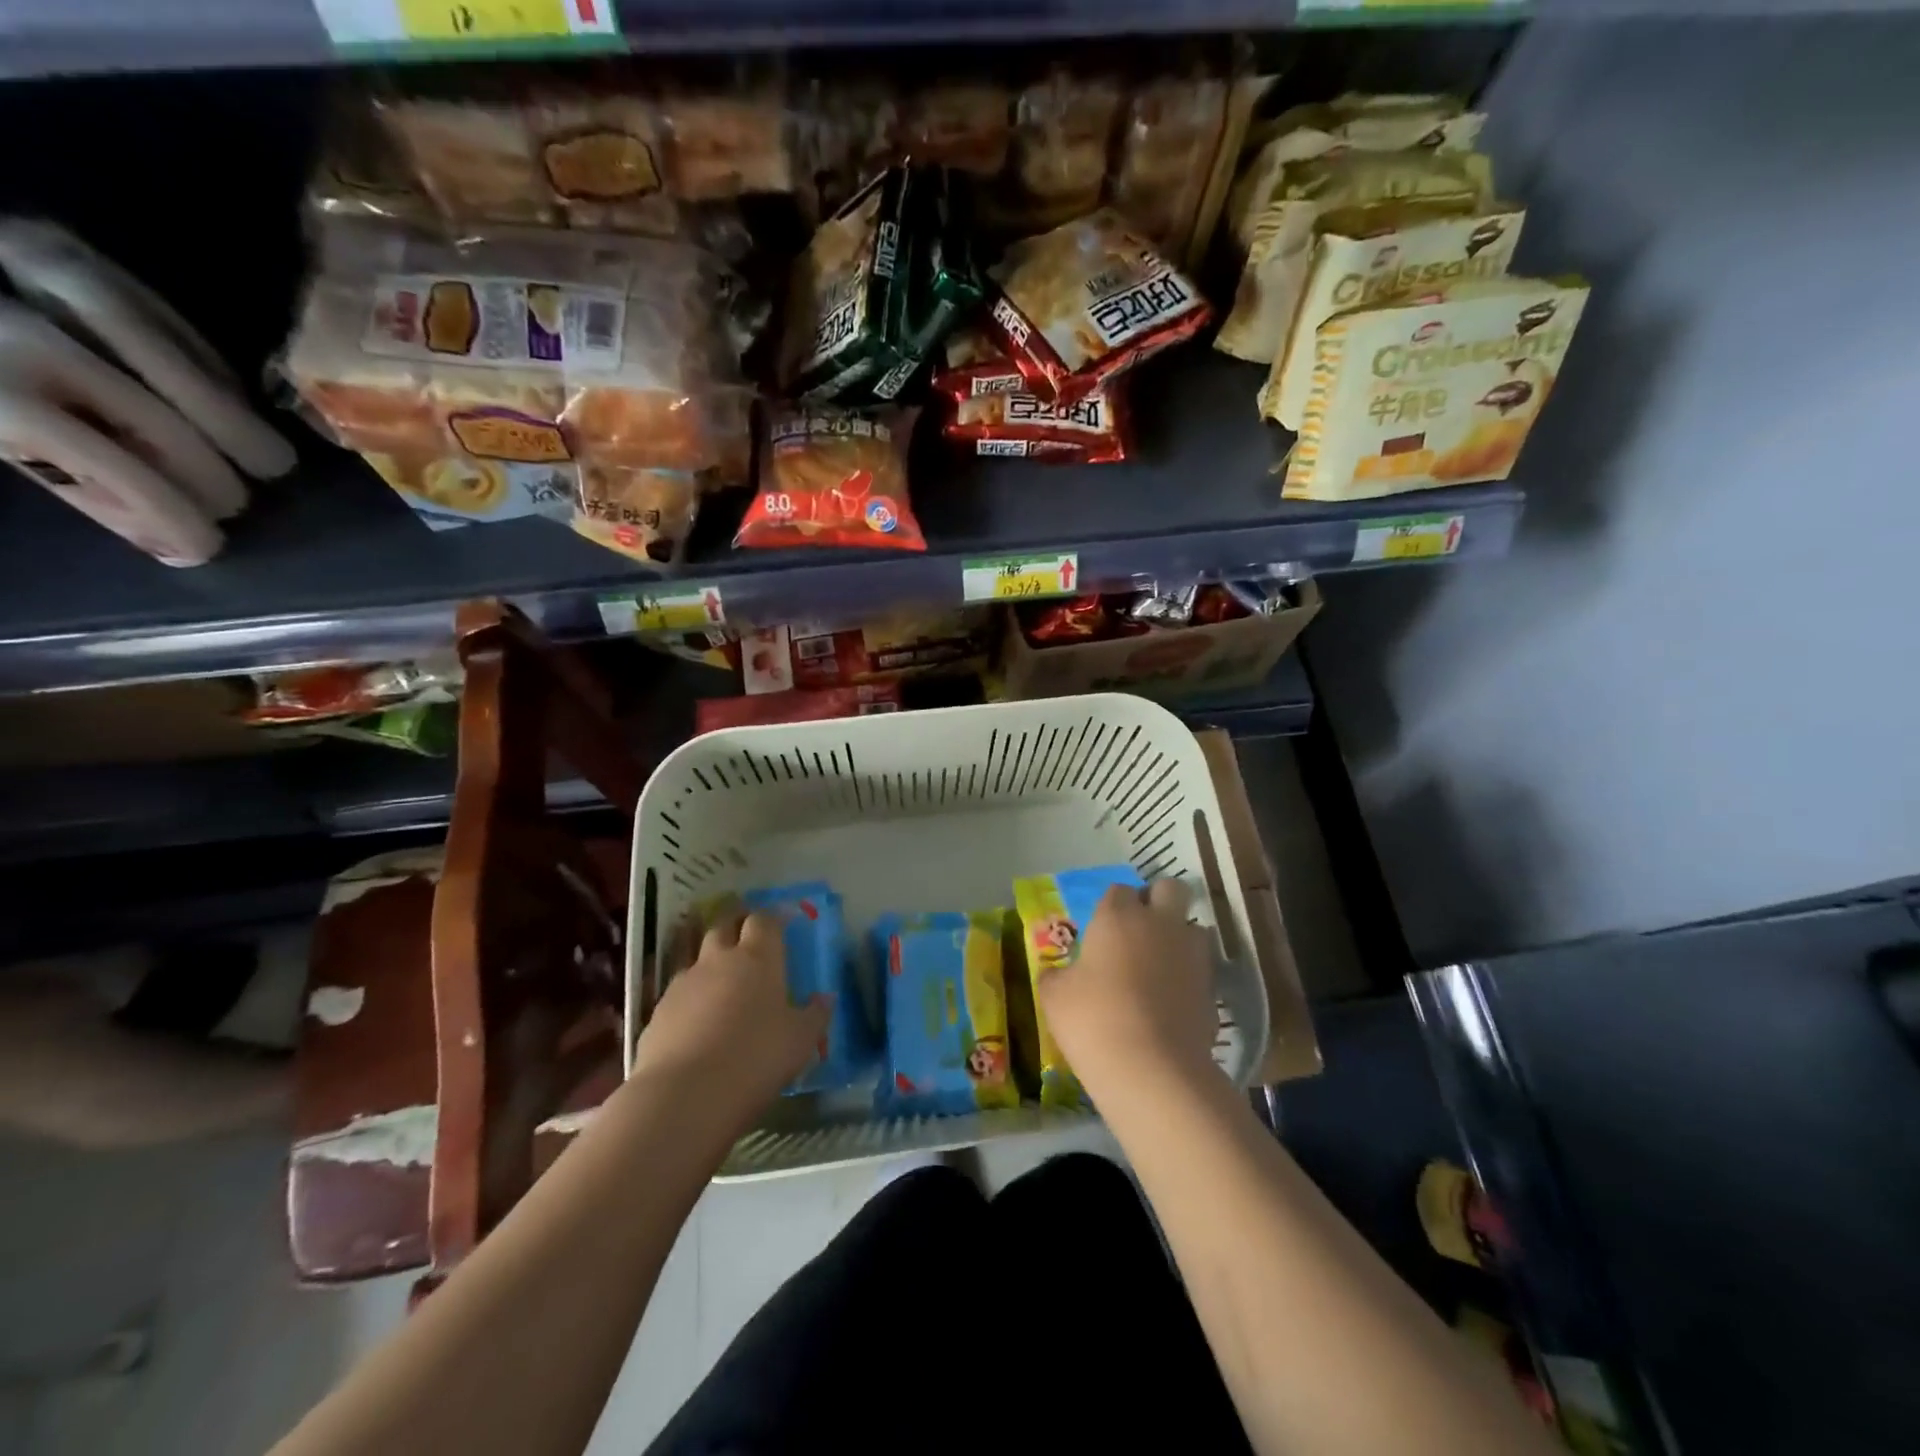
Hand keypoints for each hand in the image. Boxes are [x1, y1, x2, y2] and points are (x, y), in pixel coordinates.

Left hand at [630, 908, 830, 1129]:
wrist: (685, 1095)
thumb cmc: (756, 1058)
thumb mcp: (801, 1040)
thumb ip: (815, 1014)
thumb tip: (825, 998)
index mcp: (758, 958)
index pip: (764, 920)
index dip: (774, 917)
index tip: (784, 920)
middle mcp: (718, 960)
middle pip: (724, 926)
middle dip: (736, 924)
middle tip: (748, 934)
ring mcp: (684, 984)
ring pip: (698, 958)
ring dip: (711, 962)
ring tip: (722, 982)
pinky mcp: (658, 1012)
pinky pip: (679, 993)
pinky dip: (691, 998)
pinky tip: (697, 1021)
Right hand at [1037, 879, 1222, 1102]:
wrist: (1153, 1070)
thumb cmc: (1094, 1020)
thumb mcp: (1055, 997)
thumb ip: (1057, 976)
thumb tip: (1058, 974)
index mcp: (1118, 916)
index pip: (1119, 890)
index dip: (1112, 907)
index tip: (1102, 931)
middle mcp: (1160, 924)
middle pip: (1171, 889)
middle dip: (1159, 900)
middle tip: (1140, 930)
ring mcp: (1192, 955)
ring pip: (1194, 927)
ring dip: (1179, 938)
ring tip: (1160, 966)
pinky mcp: (1212, 989)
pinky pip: (1202, 969)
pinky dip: (1189, 977)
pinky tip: (1172, 1002)